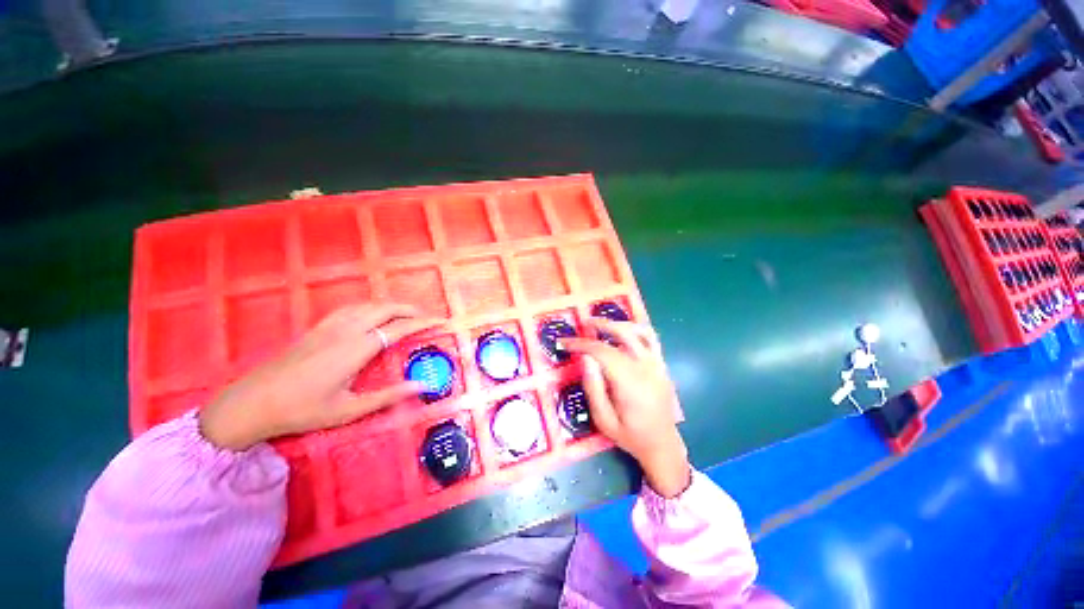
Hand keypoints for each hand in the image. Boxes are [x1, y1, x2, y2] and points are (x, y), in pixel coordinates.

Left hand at [199, 303, 443, 450]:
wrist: (251, 402)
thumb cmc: (302, 410)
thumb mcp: (348, 409)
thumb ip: (388, 395)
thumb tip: (422, 386)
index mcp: (356, 349)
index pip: (398, 328)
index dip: (422, 323)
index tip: (440, 320)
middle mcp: (346, 330)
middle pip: (385, 308)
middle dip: (410, 309)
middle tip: (427, 316)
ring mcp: (329, 326)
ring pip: (368, 304)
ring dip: (391, 305)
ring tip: (406, 313)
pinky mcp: (317, 327)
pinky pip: (352, 307)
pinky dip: (371, 306)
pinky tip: (372, 313)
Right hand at [561, 320, 690, 497]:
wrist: (663, 445)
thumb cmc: (630, 436)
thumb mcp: (603, 420)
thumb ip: (593, 388)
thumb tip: (585, 358)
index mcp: (630, 384)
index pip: (603, 352)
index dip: (581, 344)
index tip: (565, 343)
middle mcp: (647, 369)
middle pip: (623, 335)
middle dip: (601, 325)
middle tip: (583, 325)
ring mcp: (658, 365)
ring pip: (639, 332)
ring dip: (618, 324)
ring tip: (601, 325)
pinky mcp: (662, 366)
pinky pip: (650, 339)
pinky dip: (634, 330)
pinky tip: (622, 333)